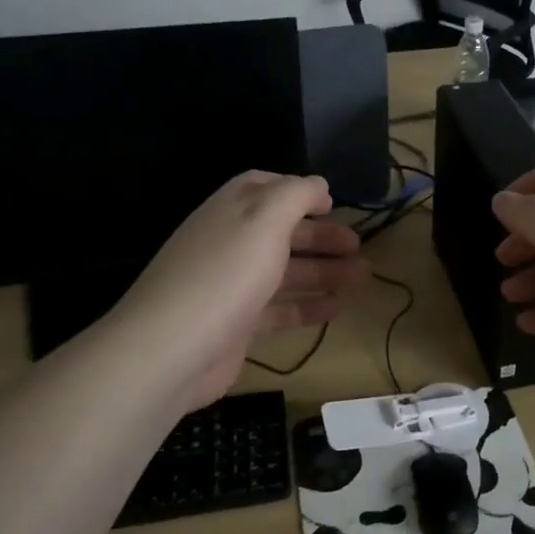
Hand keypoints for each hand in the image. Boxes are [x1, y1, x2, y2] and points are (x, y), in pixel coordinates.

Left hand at [115, 172, 367, 413]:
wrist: (171, 349)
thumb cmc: (225, 273)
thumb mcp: (265, 219)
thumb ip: (295, 194)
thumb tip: (318, 184)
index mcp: (231, 210)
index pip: (263, 187)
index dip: (298, 191)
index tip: (332, 203)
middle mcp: (230, 243)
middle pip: (281, 232)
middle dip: (321, 236)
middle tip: (357, 245)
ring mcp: (232, 286)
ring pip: (285, 272)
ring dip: (324, 271)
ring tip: (362, 276)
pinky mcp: (237, 326)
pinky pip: (281, 310)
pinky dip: (310, 306)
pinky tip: (339, 307)